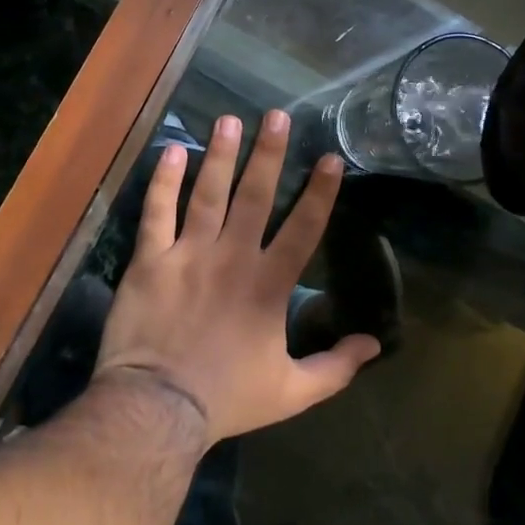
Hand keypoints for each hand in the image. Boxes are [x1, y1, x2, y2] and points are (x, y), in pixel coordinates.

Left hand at [94, 110, 379, 443]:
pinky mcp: (150, 260)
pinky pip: (157, 213)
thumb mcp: (293, 392)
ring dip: (220, 155)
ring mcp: (188, 254)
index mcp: (268, 285)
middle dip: (269, 154)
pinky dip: (163, 181)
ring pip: (207, 193)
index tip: (332, 158)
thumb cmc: (227, 398)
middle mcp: (232, 257)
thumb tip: (375, 345)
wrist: (157, 408)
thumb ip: (336, 367)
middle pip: (254, 196)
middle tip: (276, 116)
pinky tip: (172, 150)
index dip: (320, 193)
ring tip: (229, 120)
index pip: (303, 229)